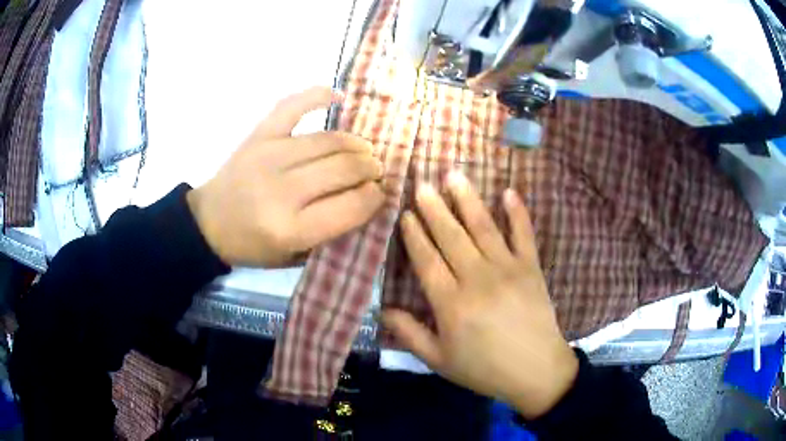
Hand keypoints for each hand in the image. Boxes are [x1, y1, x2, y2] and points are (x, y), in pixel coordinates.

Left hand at [187, 87, 384, 266]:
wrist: (209, 223)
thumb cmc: (253, 246)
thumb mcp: (294, 257)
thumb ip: (330, 233)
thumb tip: (367, 200)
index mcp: (291, 228)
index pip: (351, 206)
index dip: (374, 197)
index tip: (380, 194)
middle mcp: (282, 189)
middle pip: (344, 168)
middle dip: (370, 168)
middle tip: (376, 170)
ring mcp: (270, 155)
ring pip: (329, 140)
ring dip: (356, 143)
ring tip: (364, 150)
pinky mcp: (259, 135)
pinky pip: (293, 106)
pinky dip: (318, 96)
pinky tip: (339, 97)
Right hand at [381, 172, 577, 418]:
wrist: (536, 371)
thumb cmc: (484, 368)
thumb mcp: (439, 360)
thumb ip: (409, 334)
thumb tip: (383, 311)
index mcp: (451, 303)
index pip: (426, 260)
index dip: (414, 235)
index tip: (404, 213)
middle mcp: (477, 278)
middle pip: (450, 236)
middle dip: (433, 208)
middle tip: (422, 183)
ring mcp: (508, 269)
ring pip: (483, 227)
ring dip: (467, 199)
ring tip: (454, 175)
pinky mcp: (531, 267)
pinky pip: (524, 234)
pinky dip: (518, 212)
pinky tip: (509, 192)